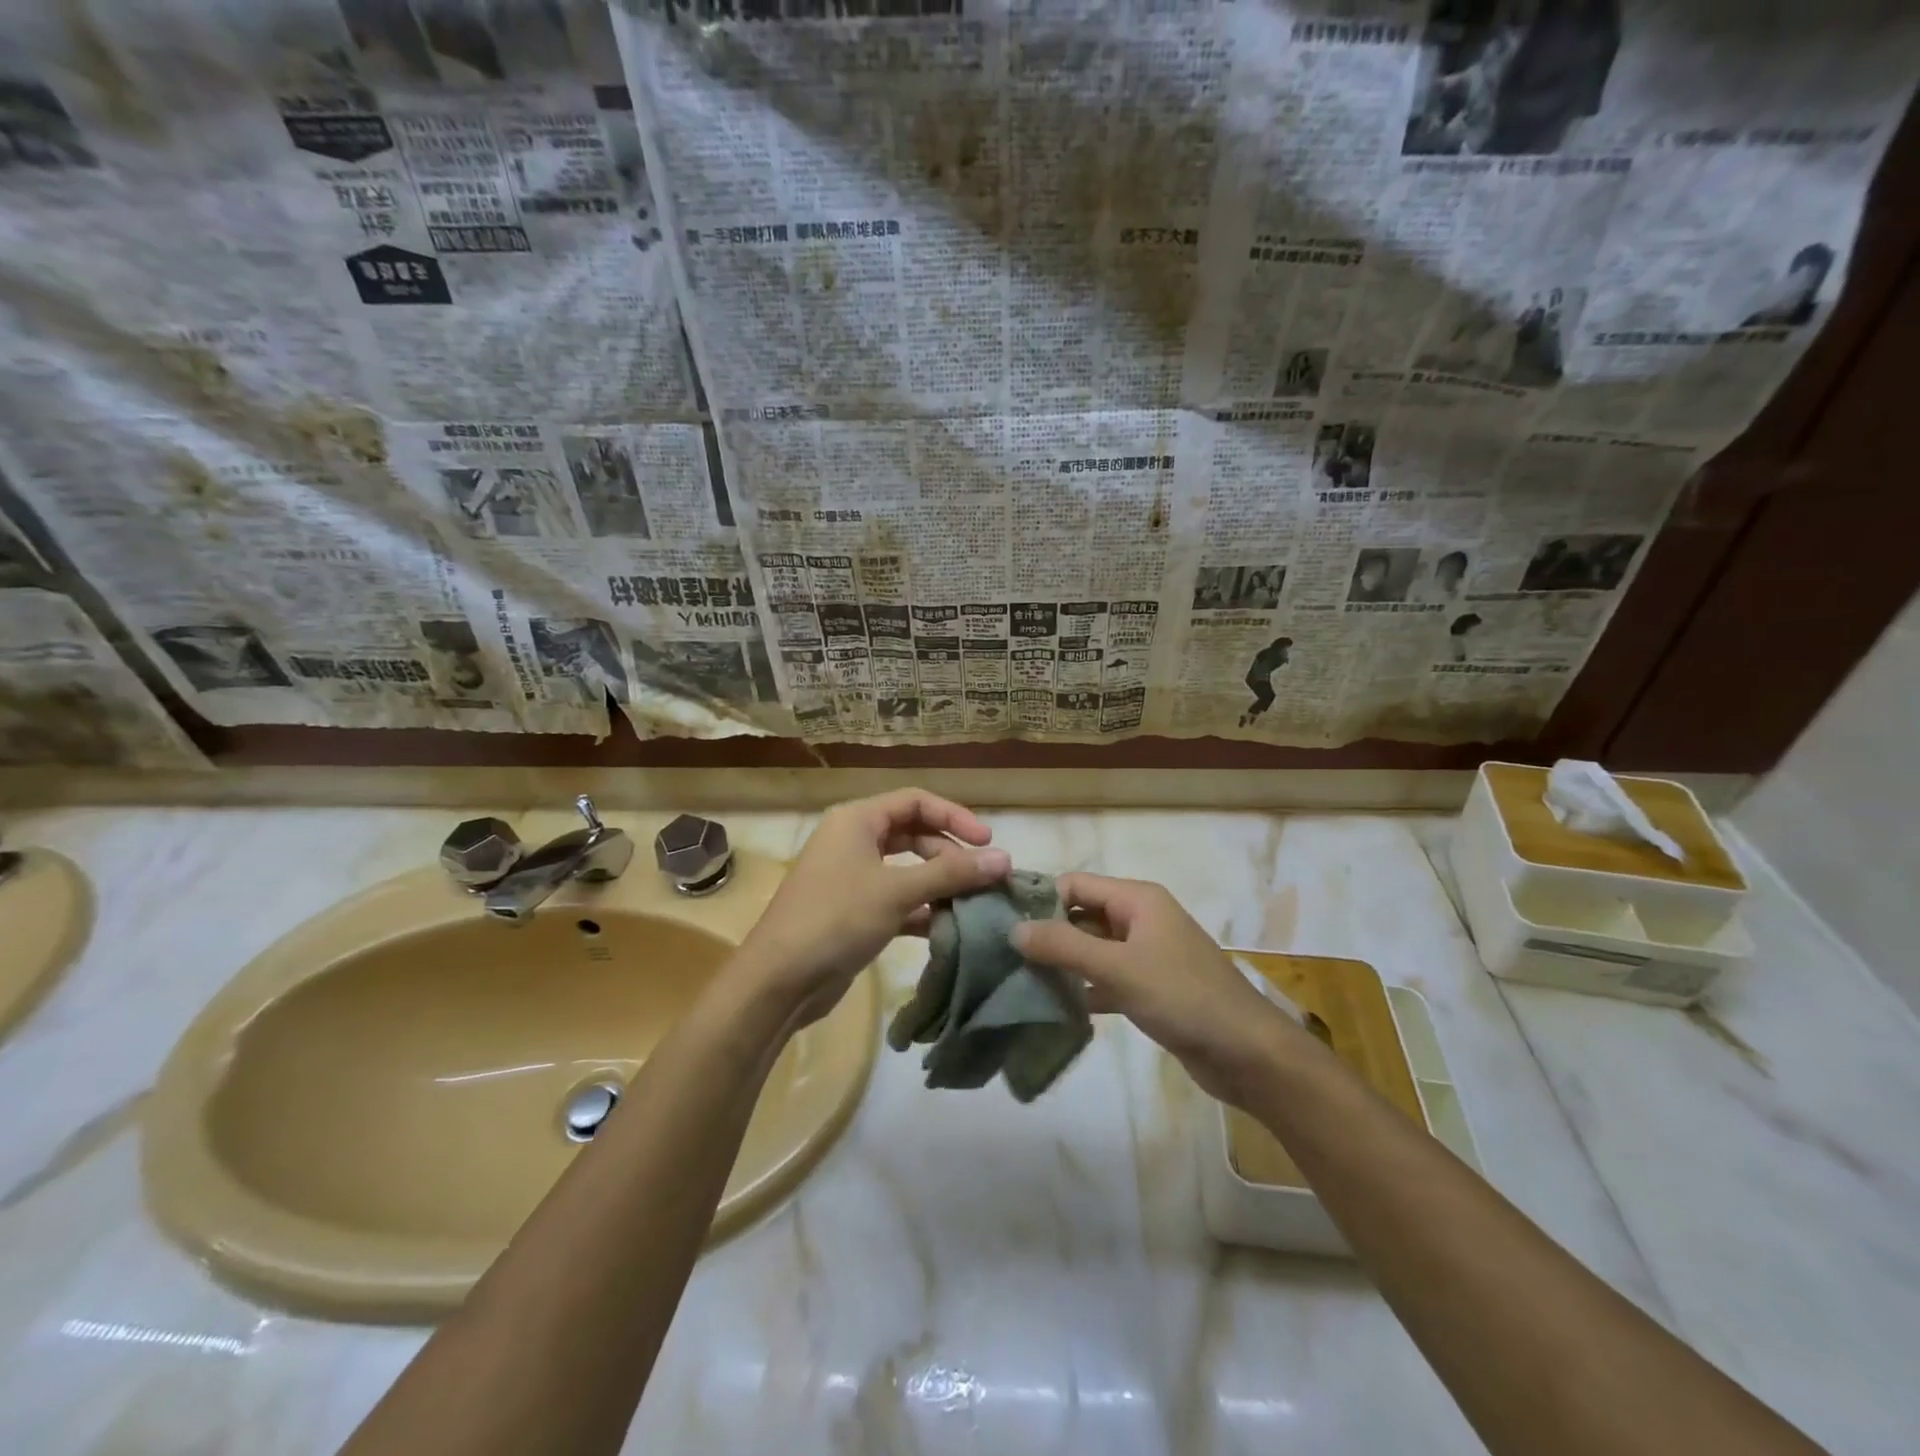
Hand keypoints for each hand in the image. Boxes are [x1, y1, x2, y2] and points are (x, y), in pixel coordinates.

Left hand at [735, 789, 1009, 1027]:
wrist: (779, 980)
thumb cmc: (836, 919)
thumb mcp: (897, 891)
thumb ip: (952, 873)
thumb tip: (1005, 859)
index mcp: (857, 820)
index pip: (916, 801)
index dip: (954, 816)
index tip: (987, 842)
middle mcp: (854, 841)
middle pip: (914, 834)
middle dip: (949, 853)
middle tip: (982, 877)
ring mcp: (853, 878)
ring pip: (908, 870)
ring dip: (940, 884)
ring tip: (974, 903)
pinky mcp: (856, 913)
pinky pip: (899, 900)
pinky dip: (924, 909)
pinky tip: (950, 927)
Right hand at [1012, 873, 1302, 1106]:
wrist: (1248, 1054)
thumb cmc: (1183, 997)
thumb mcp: (1118, 967)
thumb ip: (1064, 946)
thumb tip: (1014, 929)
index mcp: (1137, 899)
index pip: (1075, 884)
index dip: (1040, 900)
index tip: (1001, 924)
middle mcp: (1140, 918)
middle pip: (1082, 915)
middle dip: (1046, 933)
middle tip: (1003, 957)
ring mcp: (1146, 954)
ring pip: (1092, 949)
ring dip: (1062, 963)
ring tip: (1018, 980)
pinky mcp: (1150, 988)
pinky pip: (1106, 978)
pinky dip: (1083, 988)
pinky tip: (1054, 1007)